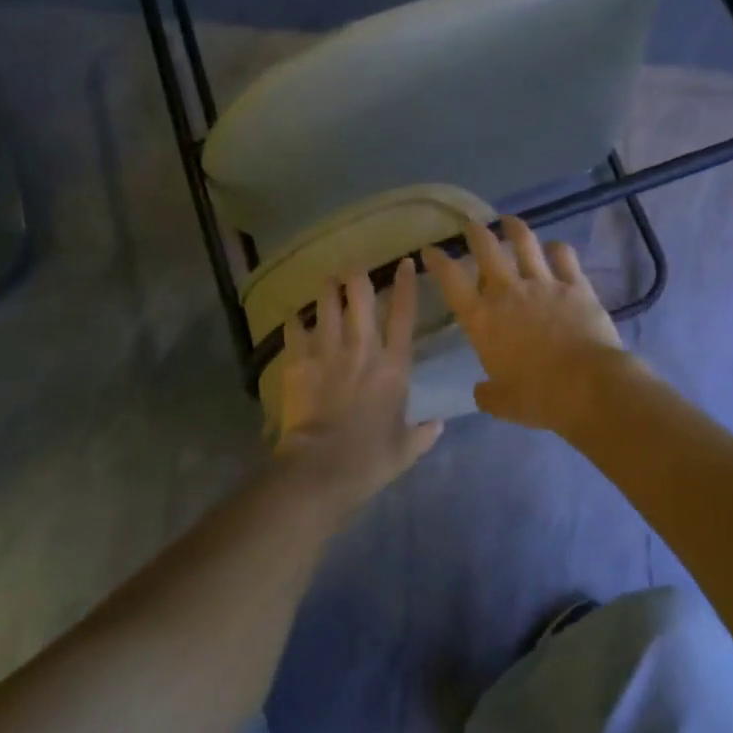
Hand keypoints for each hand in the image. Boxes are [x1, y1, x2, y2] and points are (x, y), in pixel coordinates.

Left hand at [274, 260, 443, 510]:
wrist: (321, 468)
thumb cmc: (370, 459)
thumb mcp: (406, 449)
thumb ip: (424, 433)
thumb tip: (439, 424)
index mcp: (394, 367)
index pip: (403, 315)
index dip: (406, 286)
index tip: (406, 263)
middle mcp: (362, 350)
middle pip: (360, 300)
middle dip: (357, 278)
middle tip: (354, 266)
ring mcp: (328, 354)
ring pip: (327, 309)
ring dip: (327, 292)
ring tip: (326, 280)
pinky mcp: (299, 365)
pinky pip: (295, 334)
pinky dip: (295, 324)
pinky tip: (294, 317)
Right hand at [423, 218, 635, 434]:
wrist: (587, 386)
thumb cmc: (538, 397)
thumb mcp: (502, 403)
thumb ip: (488, 393)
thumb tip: (482, 391)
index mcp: (482, 319)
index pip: (451, 281)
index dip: (438, 262)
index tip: (430, 250)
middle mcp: (508, 292)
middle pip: (486, 250)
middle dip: (475, 233)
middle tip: (471, 225)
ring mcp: (543, 284)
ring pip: (525, 243)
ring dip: (514, 228)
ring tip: (509, 221)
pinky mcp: (575, 285)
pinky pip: (564, 257)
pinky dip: (557, 249)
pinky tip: (555, 247)